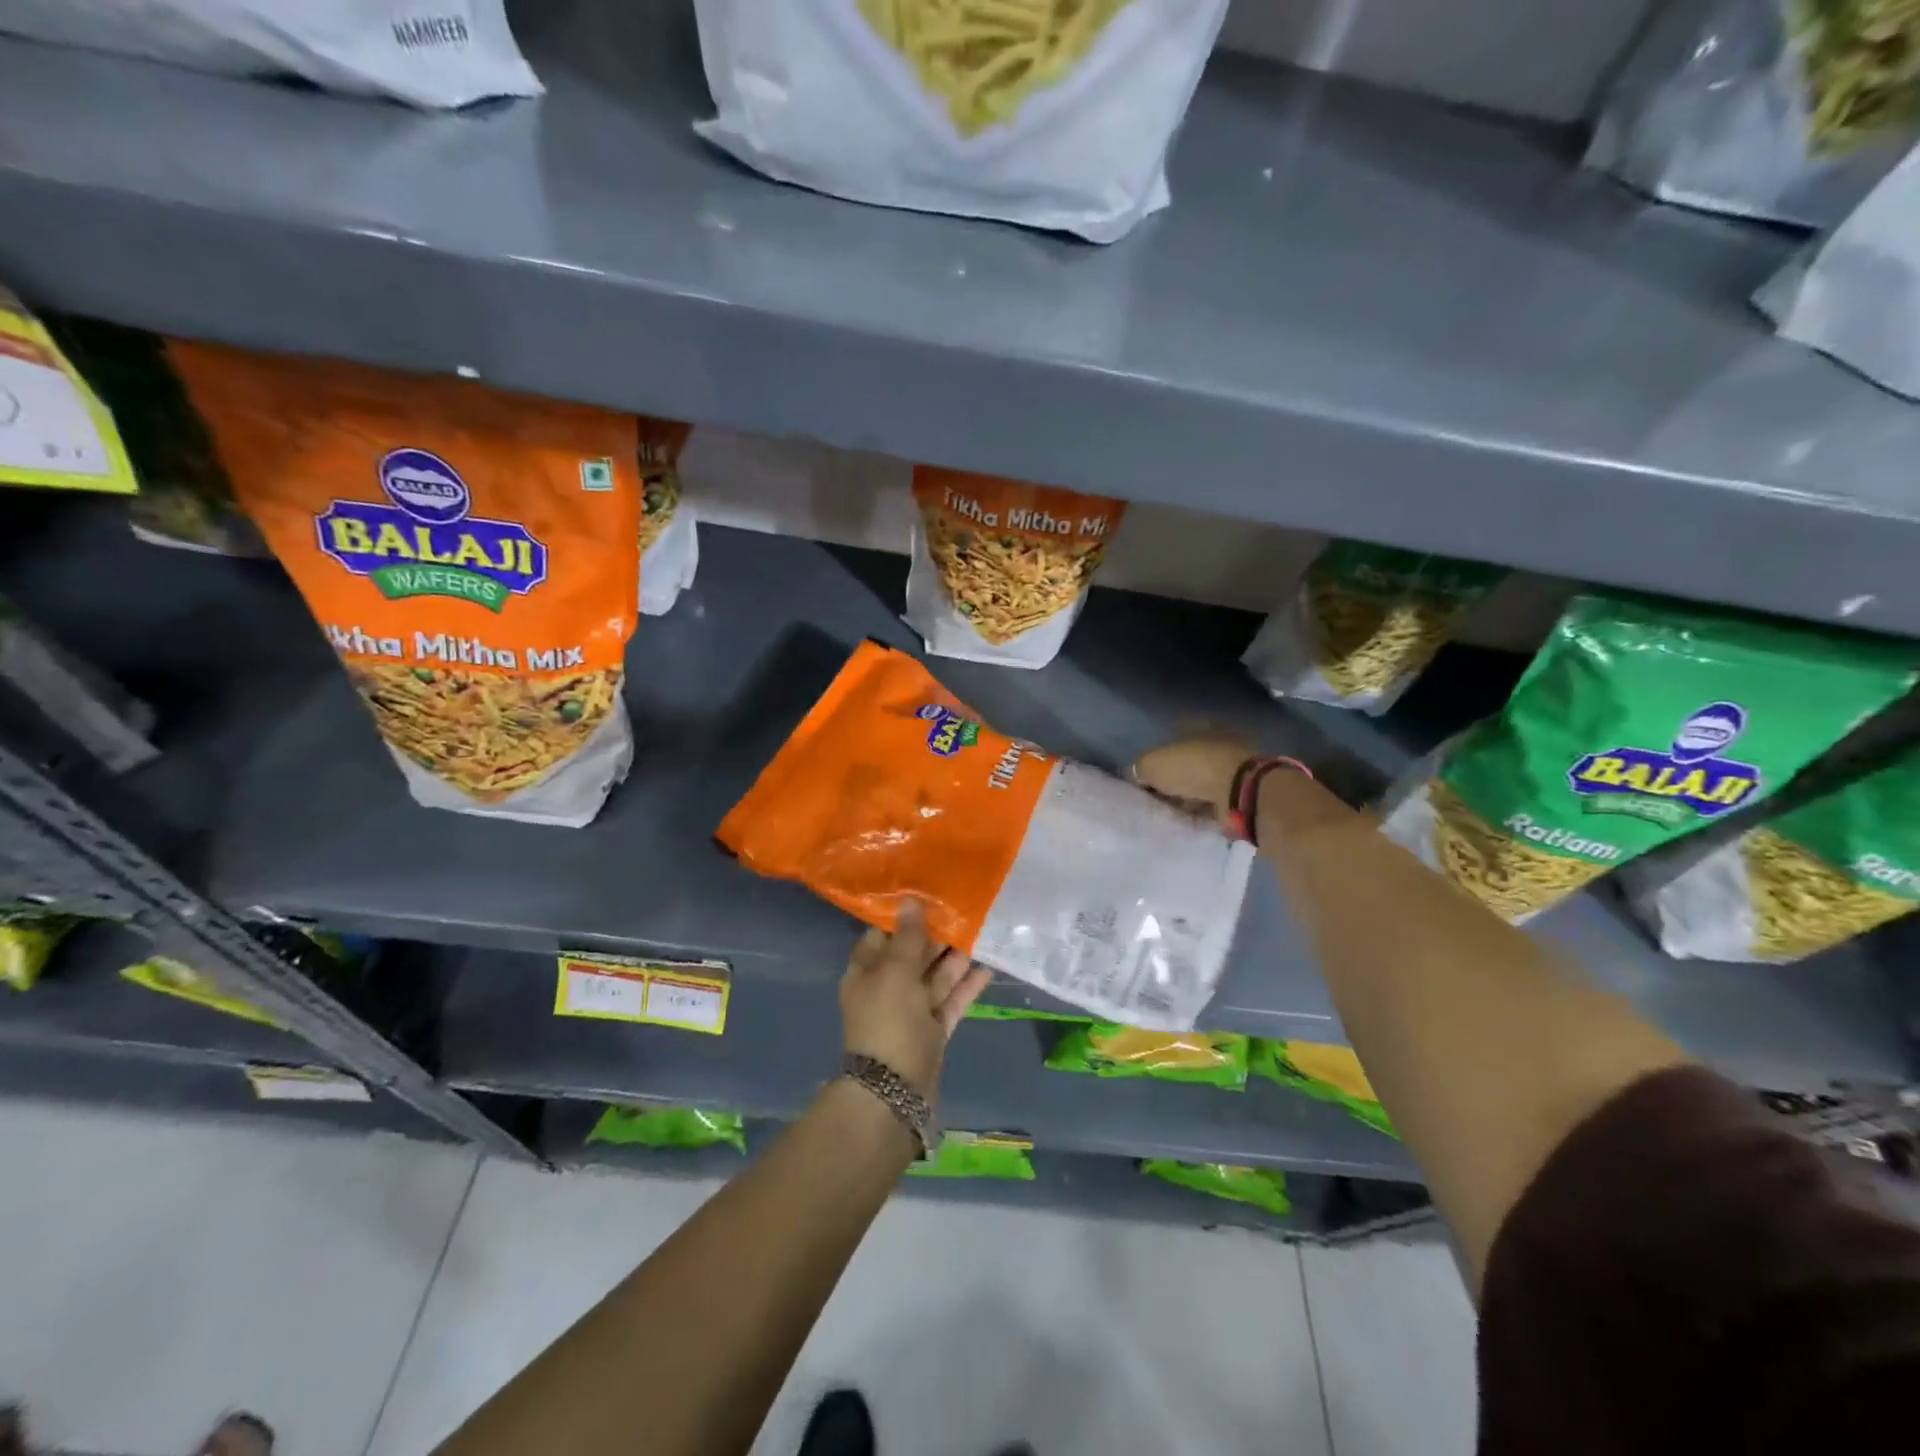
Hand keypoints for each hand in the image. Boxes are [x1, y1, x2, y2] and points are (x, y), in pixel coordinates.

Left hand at [840, 900, 991, 1101]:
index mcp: (866, 972)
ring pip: (936, 977)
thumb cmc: (888, 1022)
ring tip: (984, 930)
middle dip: (938, 936)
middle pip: (913, 955)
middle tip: (967, 910)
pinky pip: (951, 1000)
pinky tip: (989, 965)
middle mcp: (887, 988)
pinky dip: (967, 984)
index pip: (883, 935)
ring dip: (957, 957)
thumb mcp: (894, 972)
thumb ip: (907, 937)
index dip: (904, 917)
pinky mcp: (933, 1030)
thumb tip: (910, 901)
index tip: (931, 896)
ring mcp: (911, 1012)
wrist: (894, 1093)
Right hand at [1131, 734, 1255, 827]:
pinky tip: (1190, 820)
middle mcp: (1216, 742)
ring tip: (1171, 813)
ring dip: (1189, 797)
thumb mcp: (1151, 764)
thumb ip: (1139, 768)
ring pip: (1201, 783)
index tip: (1145, 779)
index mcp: (1196, 726)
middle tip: (1157, 798)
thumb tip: (1137, 774)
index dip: (1156, 759)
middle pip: (1187, 762)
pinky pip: (1214, 801)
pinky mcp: (1241, 791)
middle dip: (1173, 779)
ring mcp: (1232, 767)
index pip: (1170, 740)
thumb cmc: (1192, 767)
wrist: (1238, 791)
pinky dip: (1203, 809)